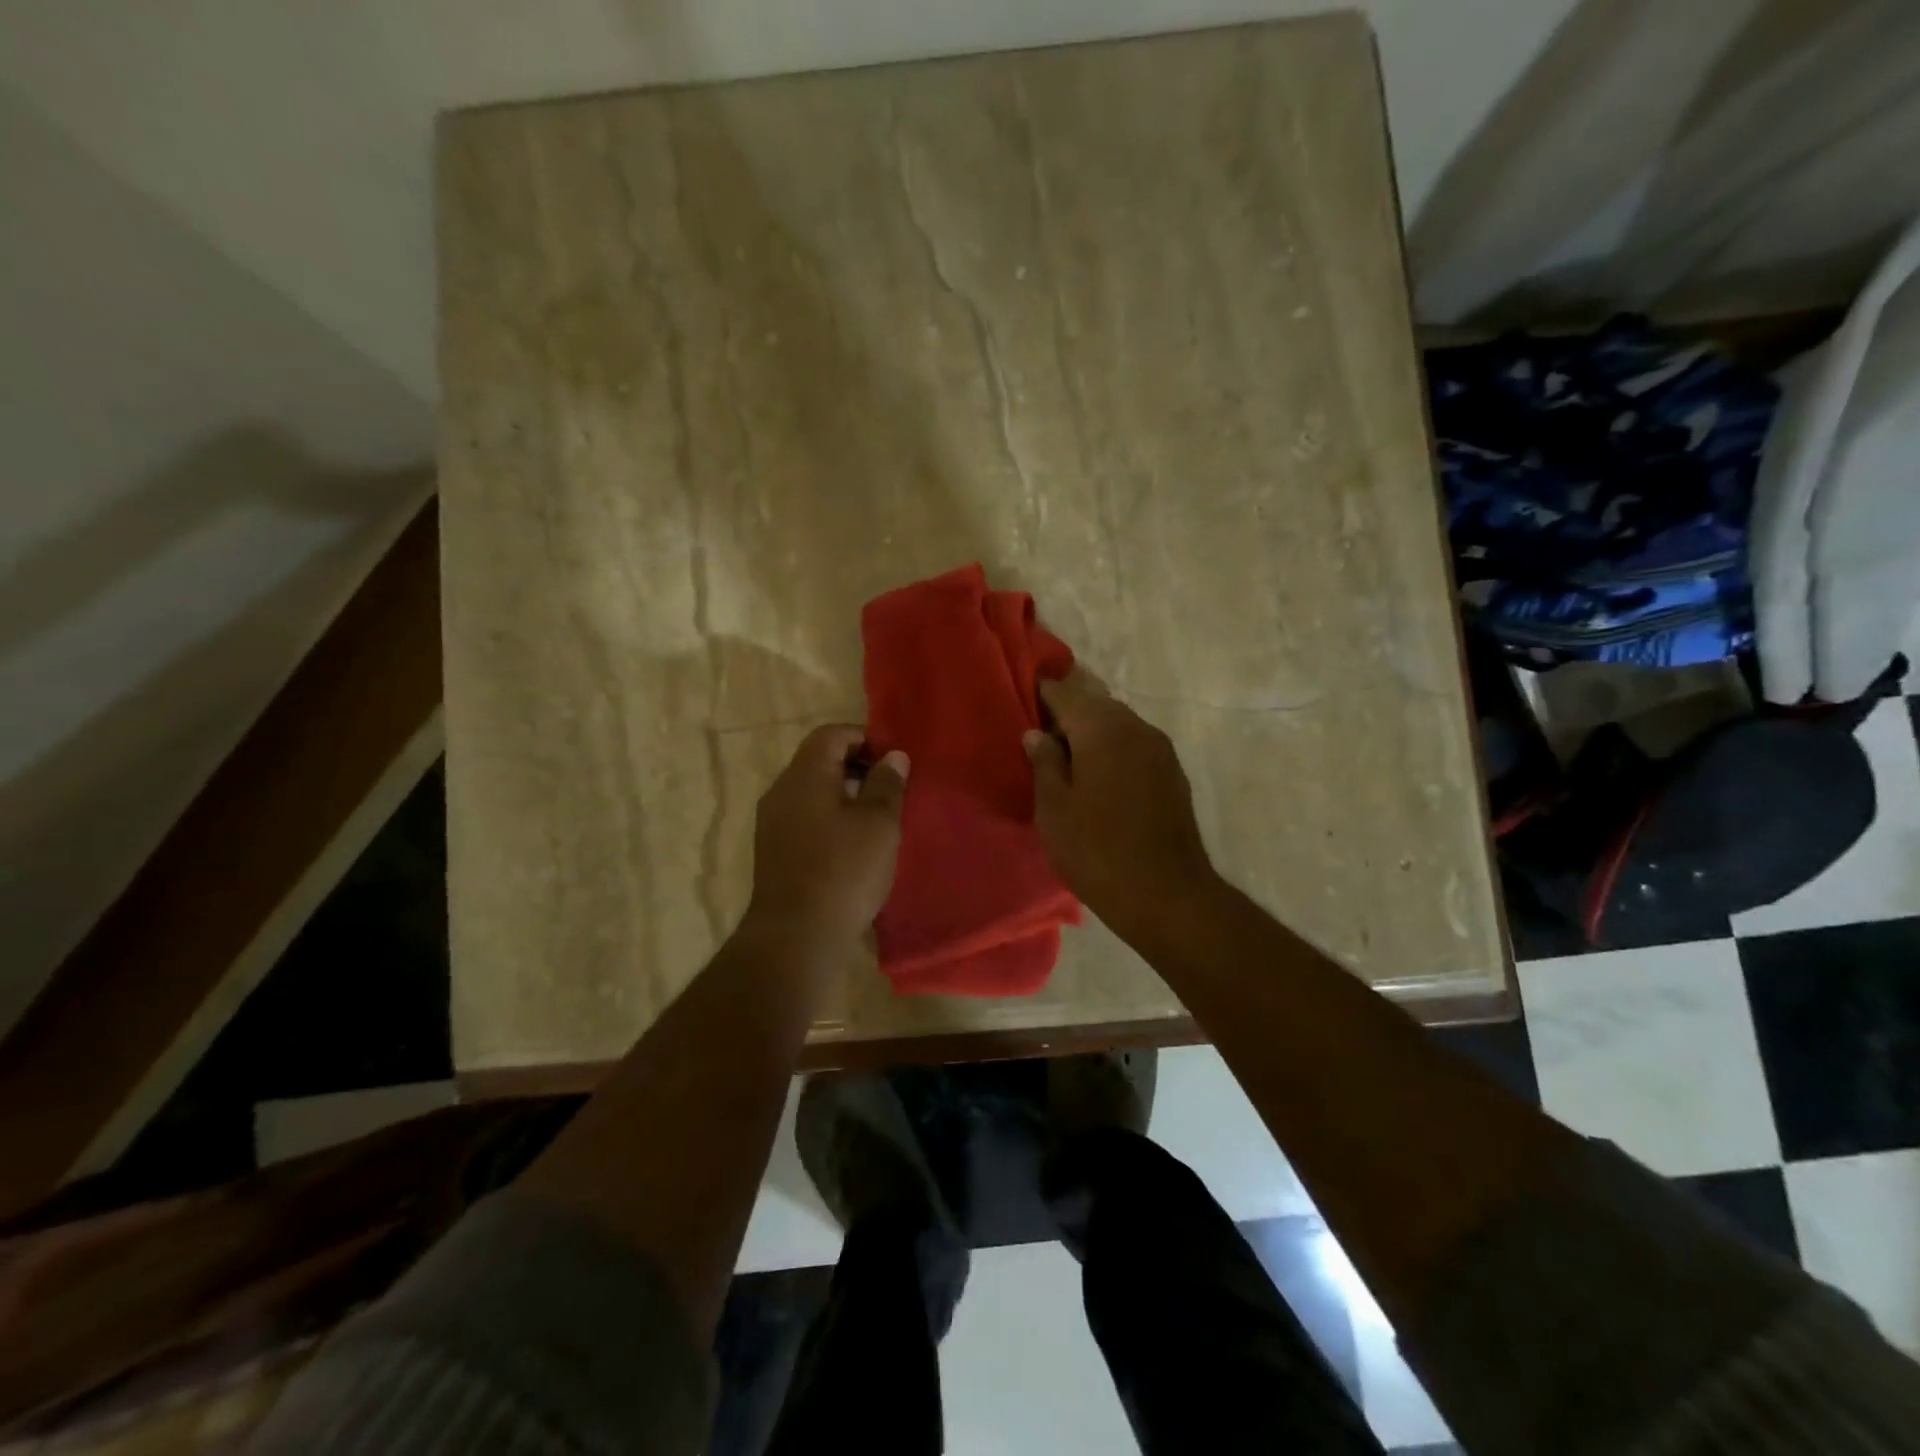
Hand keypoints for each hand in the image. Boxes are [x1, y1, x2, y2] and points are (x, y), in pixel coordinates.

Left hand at [743, 725, 907, 959]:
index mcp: (804, 775)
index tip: (893, 761)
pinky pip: (805, 817)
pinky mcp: (773, 850)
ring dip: (845, 795)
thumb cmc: (844, 870)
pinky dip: (830, 818)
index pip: (832, 734)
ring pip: (812, 791)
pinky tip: (853, 845)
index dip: (865, 738)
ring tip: (877, 819)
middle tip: (891, 789)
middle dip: (857, 767)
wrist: (796, 935)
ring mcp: (772, 822)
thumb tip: (893, 756)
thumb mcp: (878, 823)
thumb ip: (887, 783)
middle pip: (819, 760)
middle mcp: (781, 791)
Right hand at [1024, 673, 1217, 943]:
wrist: (1167, 895)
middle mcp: (1136, 728)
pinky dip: (1113, 751)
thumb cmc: (1097, 851)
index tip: (1023, 699)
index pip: (1066, 693)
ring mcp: (1161, 750)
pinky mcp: (1173, 774)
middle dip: (1068, 714)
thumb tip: (1037, 734)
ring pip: (1118, 726)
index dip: (1042, 694)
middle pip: (1096, 705)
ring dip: (1092, 734)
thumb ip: (1044, 763)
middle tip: (1041, 738)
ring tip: (1067, 761)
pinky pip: (1135, 747)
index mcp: (1103, 729)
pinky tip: (1099, 779)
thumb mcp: (1054, 809)